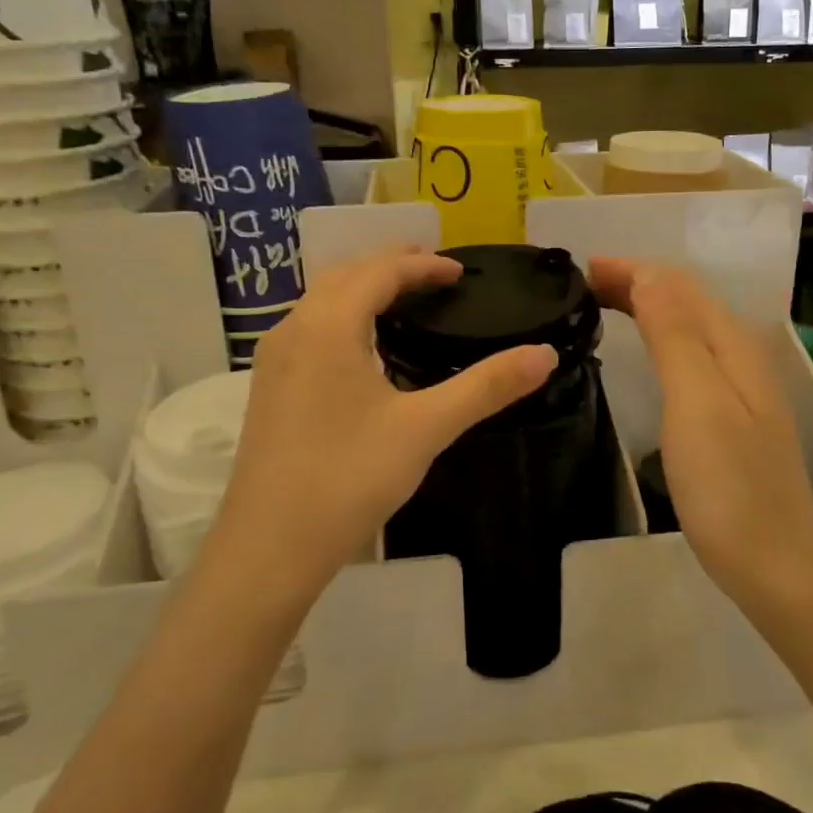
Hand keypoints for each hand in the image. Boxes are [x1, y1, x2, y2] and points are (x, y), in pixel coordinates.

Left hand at [208, 248, 557, 599]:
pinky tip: (361, 349)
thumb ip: (486, 387)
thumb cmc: (349, 478)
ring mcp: (273, 360)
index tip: (461, 271)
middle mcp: (294, 329)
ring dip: (361, 288)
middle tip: (433, 273)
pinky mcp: (268, 388)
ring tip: (401, 301)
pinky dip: (341, 316)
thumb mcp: (427, 429)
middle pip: (345, 275)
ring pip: (320, 301)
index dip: (423, 265)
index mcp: (329, 325)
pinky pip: (308, 328)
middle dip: (390, 266)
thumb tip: (545, 354)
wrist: (270, 546)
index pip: (380, 272)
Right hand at [590, 258, 812, 607]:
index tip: (581, 269)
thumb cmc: (728, 485)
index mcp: (732, 346)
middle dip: (636, 283)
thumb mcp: (696, 401)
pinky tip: (645, 355)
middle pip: (686, 302)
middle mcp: (740, 357)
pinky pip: (689, 358)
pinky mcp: (731, 418)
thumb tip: (650, 272)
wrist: (775, 565)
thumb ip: (674, 333)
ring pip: (687, 328)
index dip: (632, 270)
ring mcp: (739, 390)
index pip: (678, 285)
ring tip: (602, 307)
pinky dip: (658, 340)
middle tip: (581, 286)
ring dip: (646, 308)